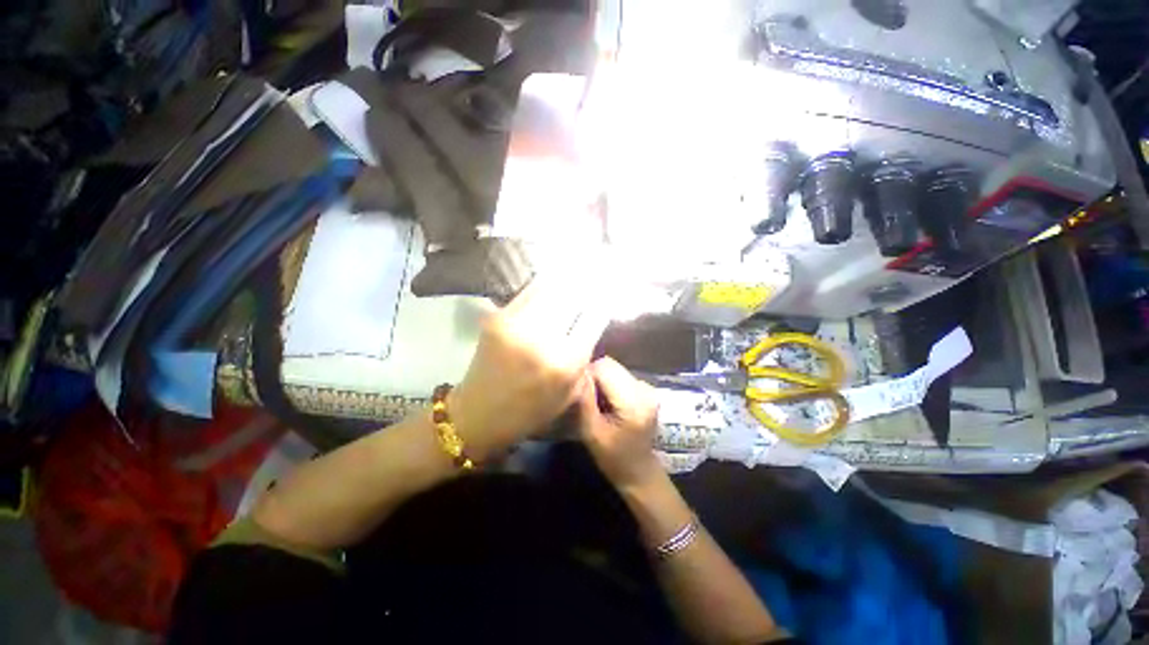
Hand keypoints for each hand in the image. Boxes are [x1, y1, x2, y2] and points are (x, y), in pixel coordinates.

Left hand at [448, 276, 610, 458]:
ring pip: (551, 287)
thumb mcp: (569, 394)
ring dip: (567, 280)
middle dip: (587, 286)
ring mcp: (517, 324)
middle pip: (573, 296)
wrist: (479, 413)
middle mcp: (542, 339)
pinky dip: (545, 285)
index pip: (593, 318)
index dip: (602, 304)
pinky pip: (529, 291)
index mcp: (564, 363)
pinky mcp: (499, 317)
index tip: (605, 297)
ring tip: (576, 273)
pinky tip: (552, 282)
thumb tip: (590, 323)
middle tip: (594, 279)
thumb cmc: (530, 412)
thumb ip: (584, 358)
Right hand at [579, 357, 662, 489]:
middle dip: (593, 375)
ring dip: (601, 379)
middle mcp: (644, 389)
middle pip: (610, 365)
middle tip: (585, 396)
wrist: (639, 471)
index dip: (587, 374)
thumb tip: (579, 372)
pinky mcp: (645, 389)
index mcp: (633, 401)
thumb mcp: (591, 431)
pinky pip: (621, 375)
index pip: (604, 367)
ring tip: (596, 400)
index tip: (577, 390)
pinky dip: (610, 383)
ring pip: (615, 368)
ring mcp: (647, 387)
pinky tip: (607, 401)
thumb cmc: (613, 457)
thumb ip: (585, 399)